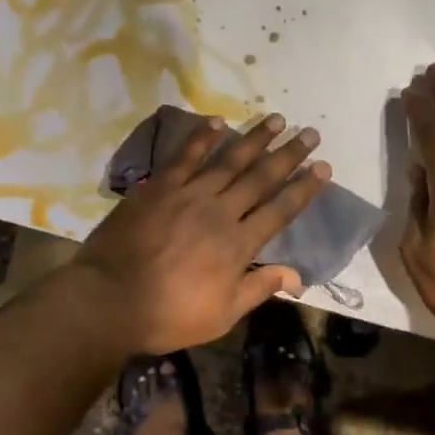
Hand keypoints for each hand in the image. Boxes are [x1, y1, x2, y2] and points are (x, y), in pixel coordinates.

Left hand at [69, 113, 330, 353]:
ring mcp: (188, 195)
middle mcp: (220, 212)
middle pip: (261, 178)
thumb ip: (258, 289)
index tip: (323, 167)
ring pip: (229, 161)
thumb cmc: (169, 314)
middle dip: (288, 155)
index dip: (304, 188)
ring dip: (254, 139)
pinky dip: (202, 138)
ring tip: (276, 119)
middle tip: (310, 133)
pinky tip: (218, 122)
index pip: (280, 210)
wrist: (111, 298)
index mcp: (238, 245)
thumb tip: (297, 276)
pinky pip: (185, 157)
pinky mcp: (159, 187)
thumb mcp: (221, 315)